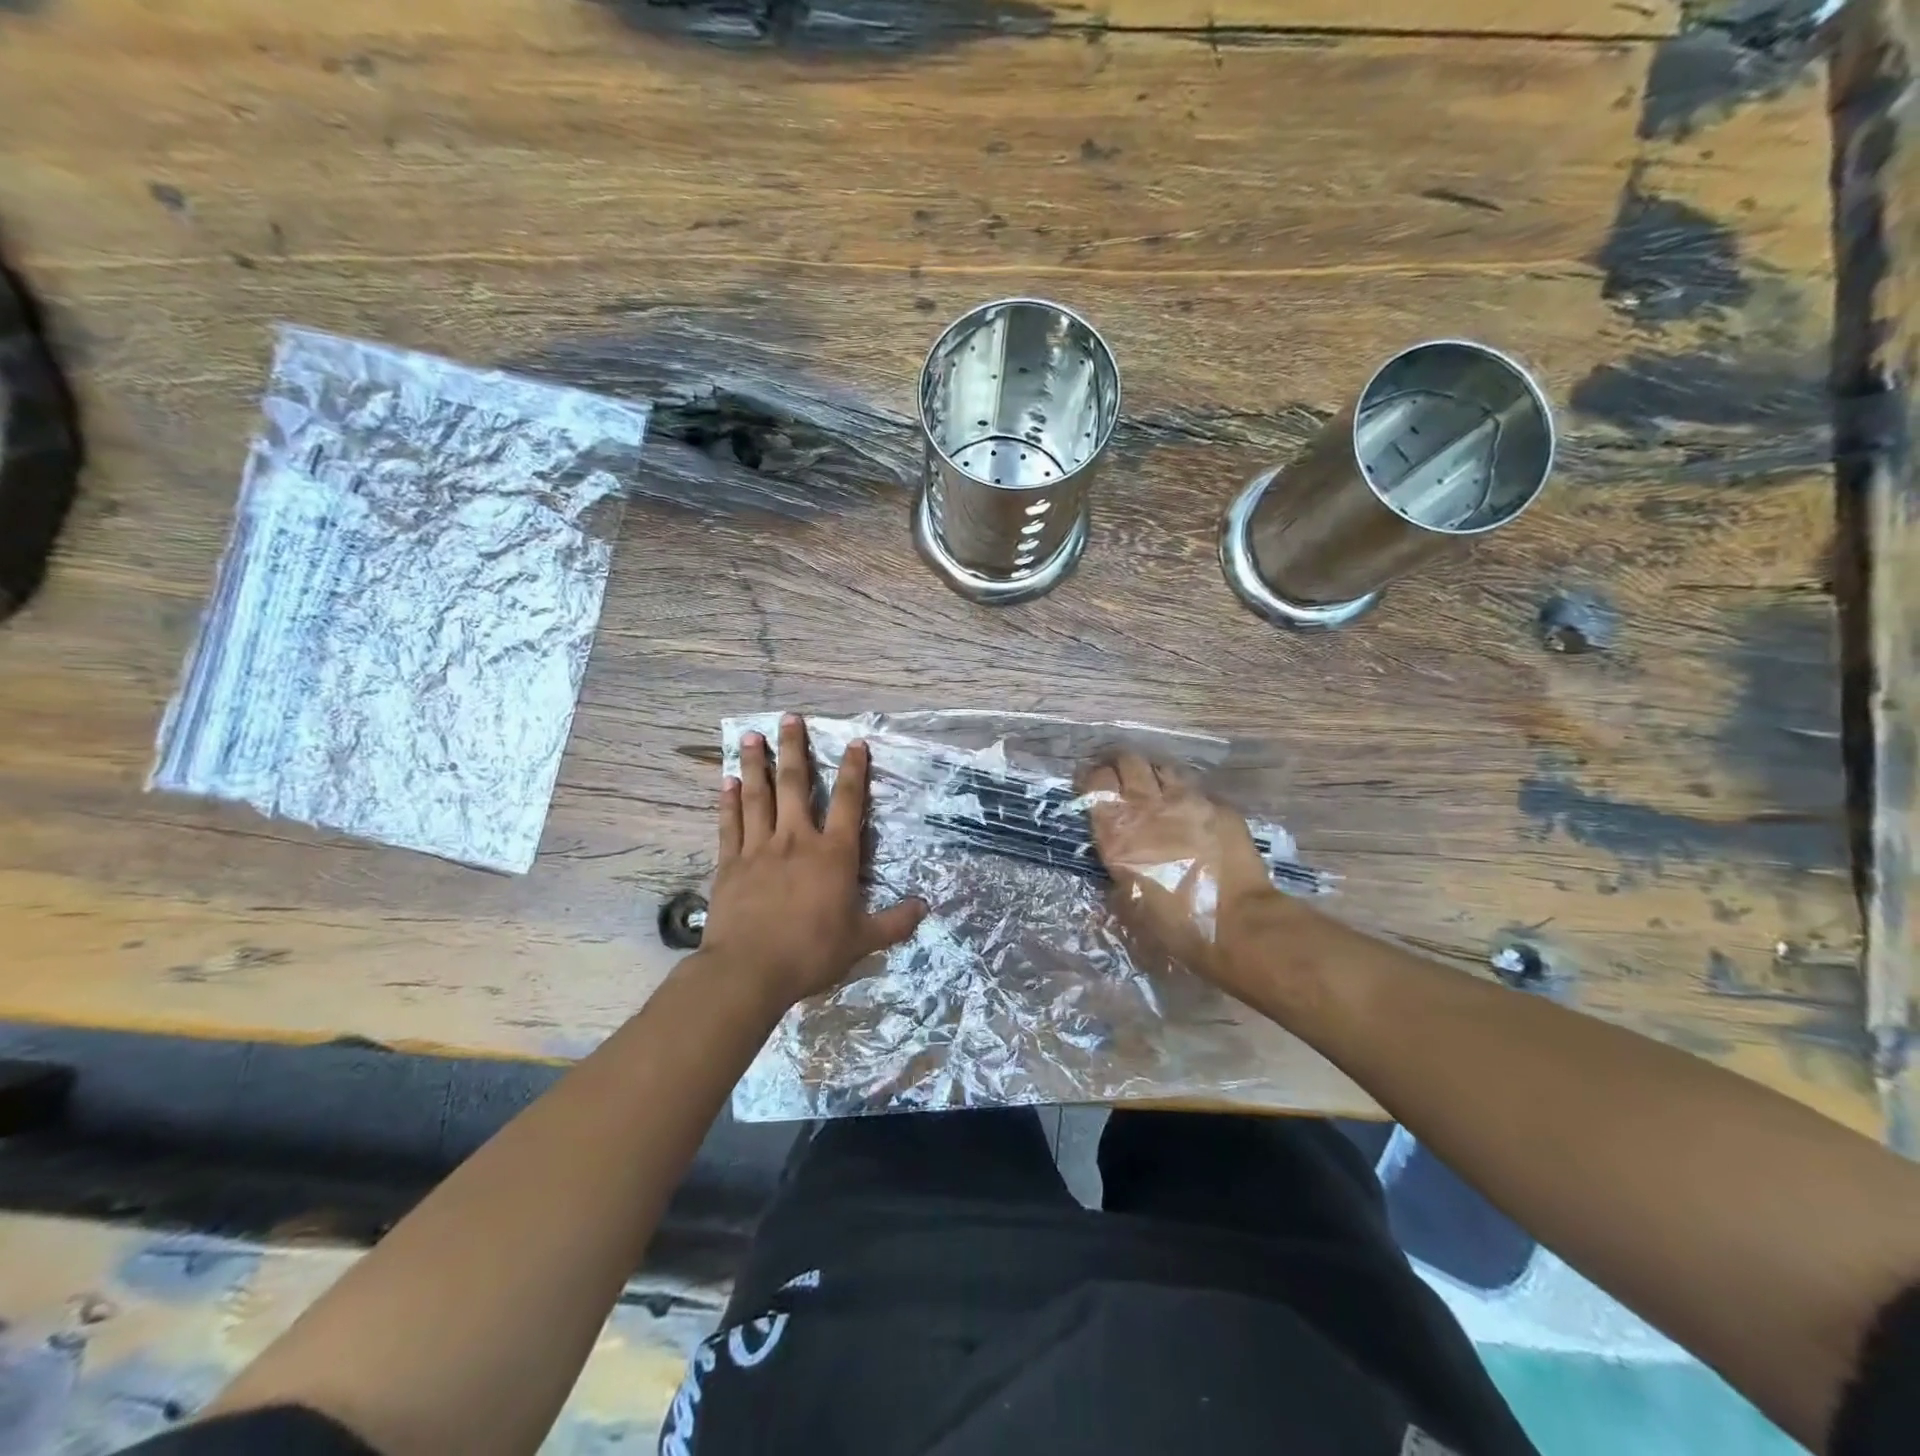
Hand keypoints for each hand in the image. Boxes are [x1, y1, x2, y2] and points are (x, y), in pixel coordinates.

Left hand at [701, 714, 926, 1007]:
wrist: (749, 970)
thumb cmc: (811, 953)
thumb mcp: (862, 941)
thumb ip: (894, 922)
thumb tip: (926, 908)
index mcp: (833, 854)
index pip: (848, 801)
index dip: (853, 769)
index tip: (854, 742)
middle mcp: (796, 840)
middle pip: (795, 784)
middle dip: (793, 748)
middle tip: (789, 718)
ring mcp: (759, 848)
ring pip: (757, 796)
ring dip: (755, 764)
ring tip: (750, 735)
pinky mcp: (730, 863)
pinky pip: (729, 824)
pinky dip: (728, 801)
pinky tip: (726, 782)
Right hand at [1080, 752, 1281, 988]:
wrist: (1236, 925)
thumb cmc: (1174, 926)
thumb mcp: (1127, 906)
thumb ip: (1115, 876)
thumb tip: (1114, 867)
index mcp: (1117, 832)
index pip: (1095, 783)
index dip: (1090, 780)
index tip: (1090, 787)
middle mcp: (1147, 807)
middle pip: (1127, 762)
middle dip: (1119, 765)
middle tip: (1119, 779)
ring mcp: (1185, 801)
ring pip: (1160, 766)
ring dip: (1151, 774)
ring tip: (1152, 787)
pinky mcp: (1217, 805)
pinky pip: (1194, 787)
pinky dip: (1184, 792)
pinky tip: (1187, 808)